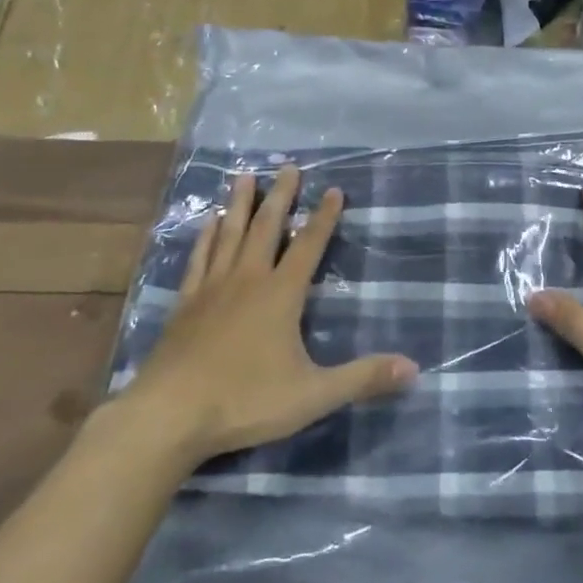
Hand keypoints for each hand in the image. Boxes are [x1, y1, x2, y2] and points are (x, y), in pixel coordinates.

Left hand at [118, 166, 417, 466]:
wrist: (169, 415)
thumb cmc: (244, 401)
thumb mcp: (313, 395)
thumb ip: (362, 378)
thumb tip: (414, 368)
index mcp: (281, 294)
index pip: (309, 246)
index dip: (324, 217)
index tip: (334, 189)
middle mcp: (248, 280)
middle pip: (267, 227)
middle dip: (281, 195)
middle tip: (288, 166)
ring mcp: (212, 288)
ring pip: (230, 234)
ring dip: (240, 204)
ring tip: (245, 177)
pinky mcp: (185, 304)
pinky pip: (199, 258)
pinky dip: (206, 237)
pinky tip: (208, 222)